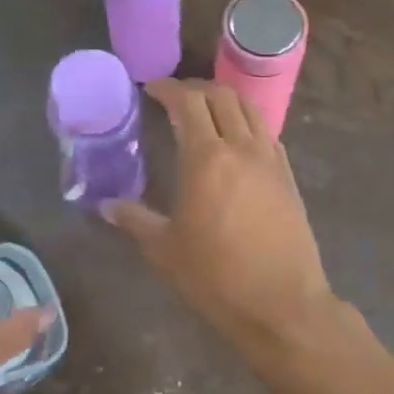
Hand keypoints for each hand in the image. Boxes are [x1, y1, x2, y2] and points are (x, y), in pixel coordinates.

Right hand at [102, 80, 338, 369]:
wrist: (282, 304)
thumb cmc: (216, 277)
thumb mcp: (165, 250)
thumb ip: (134, 220)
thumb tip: (105, 206)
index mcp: (207, 158)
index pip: (188, 103)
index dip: (168, 89)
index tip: (151, 89)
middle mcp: (241, 148)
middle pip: (221, 96)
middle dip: (195, 88)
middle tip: (174, 99)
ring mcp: (270, 160)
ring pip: (249, 109)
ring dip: (224, 100)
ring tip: (205, 111)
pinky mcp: (288, 177)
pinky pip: (266, 133)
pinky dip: (247, 122)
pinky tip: (236, 141)